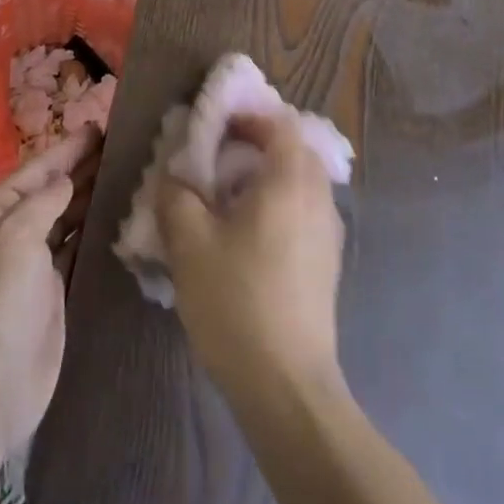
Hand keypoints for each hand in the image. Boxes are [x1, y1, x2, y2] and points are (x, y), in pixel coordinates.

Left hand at [0, 129, 99, 465]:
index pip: (39, 168)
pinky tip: (120, 219)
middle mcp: (12, 232)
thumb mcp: (13, 238)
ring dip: (93, 197)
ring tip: (130, 173)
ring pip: (69, 218)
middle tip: (126, 144)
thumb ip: (42, 202)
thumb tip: (67, 181)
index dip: (70, 147)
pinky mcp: (53, 293)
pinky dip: (96, 232)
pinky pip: (78, 250)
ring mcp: (33, 265)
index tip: (103, 125)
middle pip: (55, 190)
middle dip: (85, 167)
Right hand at [156, 113, 346, 405]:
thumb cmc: (236, 301)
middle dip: (257, 146)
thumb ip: (176, 197)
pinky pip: (304, 212)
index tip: (214, 129)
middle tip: (217, 162)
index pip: (280, 123)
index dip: (248, 118)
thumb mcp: (189, 244)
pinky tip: (248, 238)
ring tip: (228, 201)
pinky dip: (279, 206)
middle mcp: (318, 197)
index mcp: (290, 180)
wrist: (287, 385)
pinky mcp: (328, 262)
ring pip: (301, 183)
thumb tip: (175, 178)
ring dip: (268, 178)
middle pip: (294, 150)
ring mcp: (329, 232)